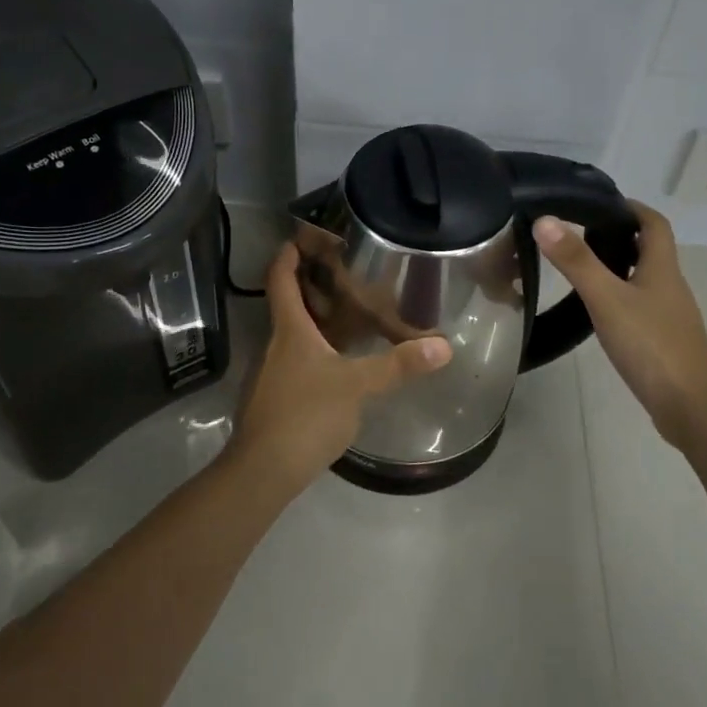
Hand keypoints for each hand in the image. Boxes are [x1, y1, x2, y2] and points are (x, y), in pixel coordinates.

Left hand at [224, 243, 452, 496]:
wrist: (263, 470)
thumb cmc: (305, 414)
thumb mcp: (357, 386)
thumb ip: (398, 365)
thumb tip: (443, 346)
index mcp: (288, 329)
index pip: (280, 278)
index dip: (288, 253)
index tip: (302, 235)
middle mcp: (273, 344)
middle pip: (285, 304)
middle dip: (309, 285)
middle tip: (343, 274)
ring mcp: (268, 373)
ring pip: (289, 335)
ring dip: (312, 320)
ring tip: (346, 314)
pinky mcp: (271, 398)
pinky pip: (292, 360)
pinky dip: (311, 350)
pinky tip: (335, 363)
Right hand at [532, 202, 706, 444]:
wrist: (690, 407)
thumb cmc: (651, 346)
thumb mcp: (606, 299)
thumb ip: (576, 261)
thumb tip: (545, 220)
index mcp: (662, 269)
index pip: (653, 224)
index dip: (631, 208)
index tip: (599, 203)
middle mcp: (670, 287)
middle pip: (649, 250)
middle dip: (618, 236)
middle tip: (578, 233)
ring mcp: (669, 316)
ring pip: (643, 279)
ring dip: (617, 267)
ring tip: (580, 267)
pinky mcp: (663, 341)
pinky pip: (640, 307)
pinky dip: (619, 297)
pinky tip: (597, 311)